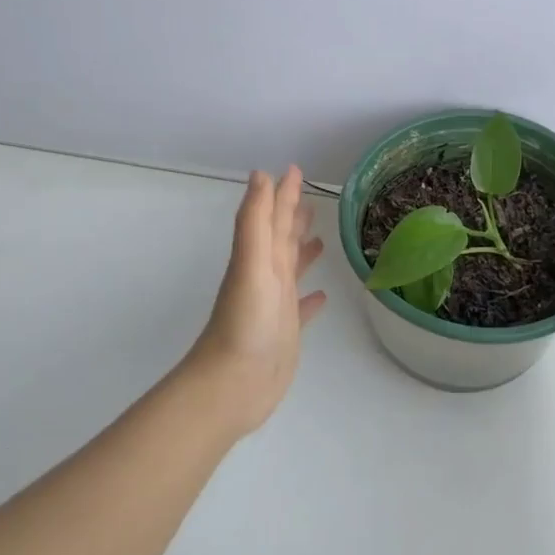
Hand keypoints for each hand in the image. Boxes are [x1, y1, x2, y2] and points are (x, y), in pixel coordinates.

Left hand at [188, 167, 326, 433]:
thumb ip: (256, 221)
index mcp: (259, 258)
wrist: (233, 384)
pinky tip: (321, 297)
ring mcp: (275, 305)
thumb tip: (261, 175)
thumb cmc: (245, 322)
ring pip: (291, 269)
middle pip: (282, 239)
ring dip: (303, 252)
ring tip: (320, 239)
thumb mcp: (251, 264)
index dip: (284, 193)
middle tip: (312, 198)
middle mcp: (266, 277)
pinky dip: (311, 299)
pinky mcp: (285, 333)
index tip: (296, 169)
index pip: (274, 217)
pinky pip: (301, 309)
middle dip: (294, 217)